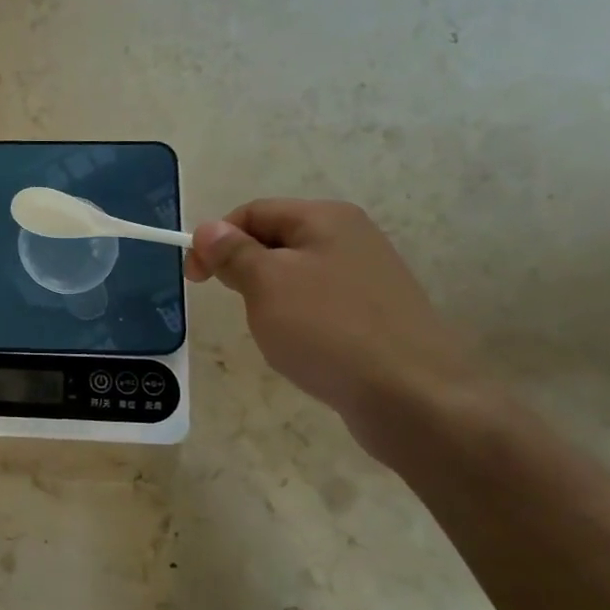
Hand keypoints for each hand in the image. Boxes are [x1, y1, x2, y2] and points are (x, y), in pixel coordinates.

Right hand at [186, 199, 488, 451]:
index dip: (216, 239)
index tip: (196, 279)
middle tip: (238, 306)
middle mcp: (352, 238)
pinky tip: (302, 349)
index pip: (253, 212)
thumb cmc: (328, 330)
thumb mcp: (266, 284)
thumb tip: (209, 228)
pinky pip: (321, 305)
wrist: (414, 397)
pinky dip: (299, 321)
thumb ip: (233, 253)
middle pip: (276, 241)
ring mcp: (369, 277)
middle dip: (245, 270)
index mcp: (326, 219)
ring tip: (272, 332)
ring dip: (270, 299)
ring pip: (296, 276)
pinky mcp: (377, 314)